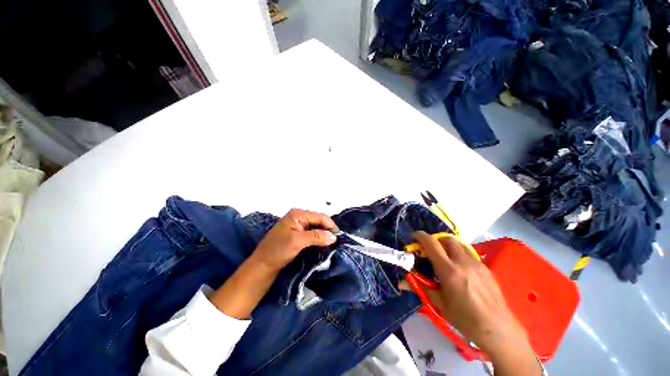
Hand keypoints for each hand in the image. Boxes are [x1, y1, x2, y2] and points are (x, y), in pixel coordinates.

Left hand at [250, 208, 337, 271]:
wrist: (262, 266)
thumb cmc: (278, 250)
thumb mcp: (298, 241)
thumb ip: (317, 236)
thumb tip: (334, 236)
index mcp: (298, 214)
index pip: (320, 217)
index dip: (330, 226)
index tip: (338, 238)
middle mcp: (299, 217)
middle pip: (319, 222)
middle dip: (327, 231)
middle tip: (335, 243)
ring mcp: (298, 226)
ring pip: (317, 229)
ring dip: (323, 237)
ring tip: (331, 246)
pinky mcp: (298, 235)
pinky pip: (312, 235)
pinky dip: (318, 240)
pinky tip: (322, 247)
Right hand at [411, 231, 540, 375]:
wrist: (499, 330)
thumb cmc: (466, 320)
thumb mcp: (440, 304)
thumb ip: (421, 287)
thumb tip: (401, 283)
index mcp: (449, 271)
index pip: (432, 244)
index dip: (420, 236)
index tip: (414, 237)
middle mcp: (463, 262)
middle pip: (447, 239)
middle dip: (435, 240)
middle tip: (429, 249)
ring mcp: (477, 264)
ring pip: (459, 244)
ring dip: (448, 245)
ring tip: (444, 257)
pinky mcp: (486, 268)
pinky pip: (469, 253)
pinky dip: (459, 253)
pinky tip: (460, 269)